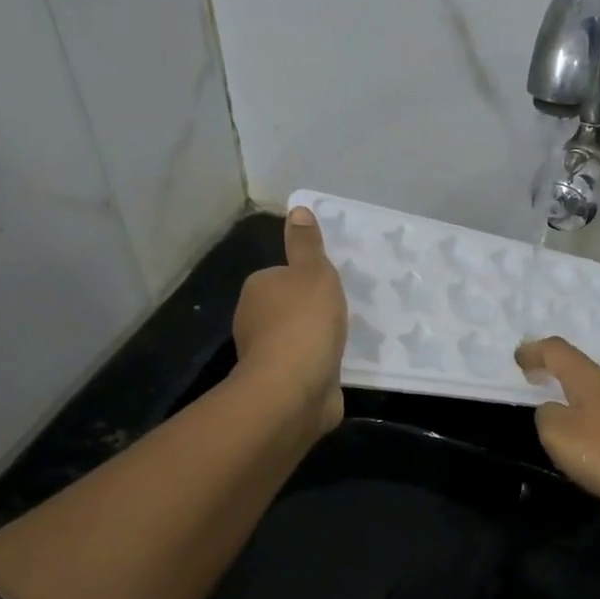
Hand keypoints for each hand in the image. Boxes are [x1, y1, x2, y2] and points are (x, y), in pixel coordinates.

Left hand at [232, 208, 348, 439]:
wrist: (294, 389)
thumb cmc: (305, 322)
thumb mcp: (314, 273)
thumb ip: (307, 245)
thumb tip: (297, 209)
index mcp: (257, 289)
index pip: (283, 275)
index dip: (307, 280)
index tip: (331, 287)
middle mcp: (254, 320)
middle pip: (288, 307)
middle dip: (312, 311)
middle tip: (344, 312)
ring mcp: (266, 355)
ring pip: (296, 338)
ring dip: (316, 340)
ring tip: (346, 340)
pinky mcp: (282, 384)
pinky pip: (305, 366)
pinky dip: (318, 366)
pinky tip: (338, 367)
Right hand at [514, 337, 599, 530]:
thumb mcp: (559, 436)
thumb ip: (546, 416)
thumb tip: (552, 410)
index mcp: (591, 379)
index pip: (558, 351)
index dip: (535, 351)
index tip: (518, 358)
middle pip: (580, 367)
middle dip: (555, 370)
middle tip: (535, 378)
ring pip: (598, 389)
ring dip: (575, 393)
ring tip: (560, 406)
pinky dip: (593, 413)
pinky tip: (592, 433)